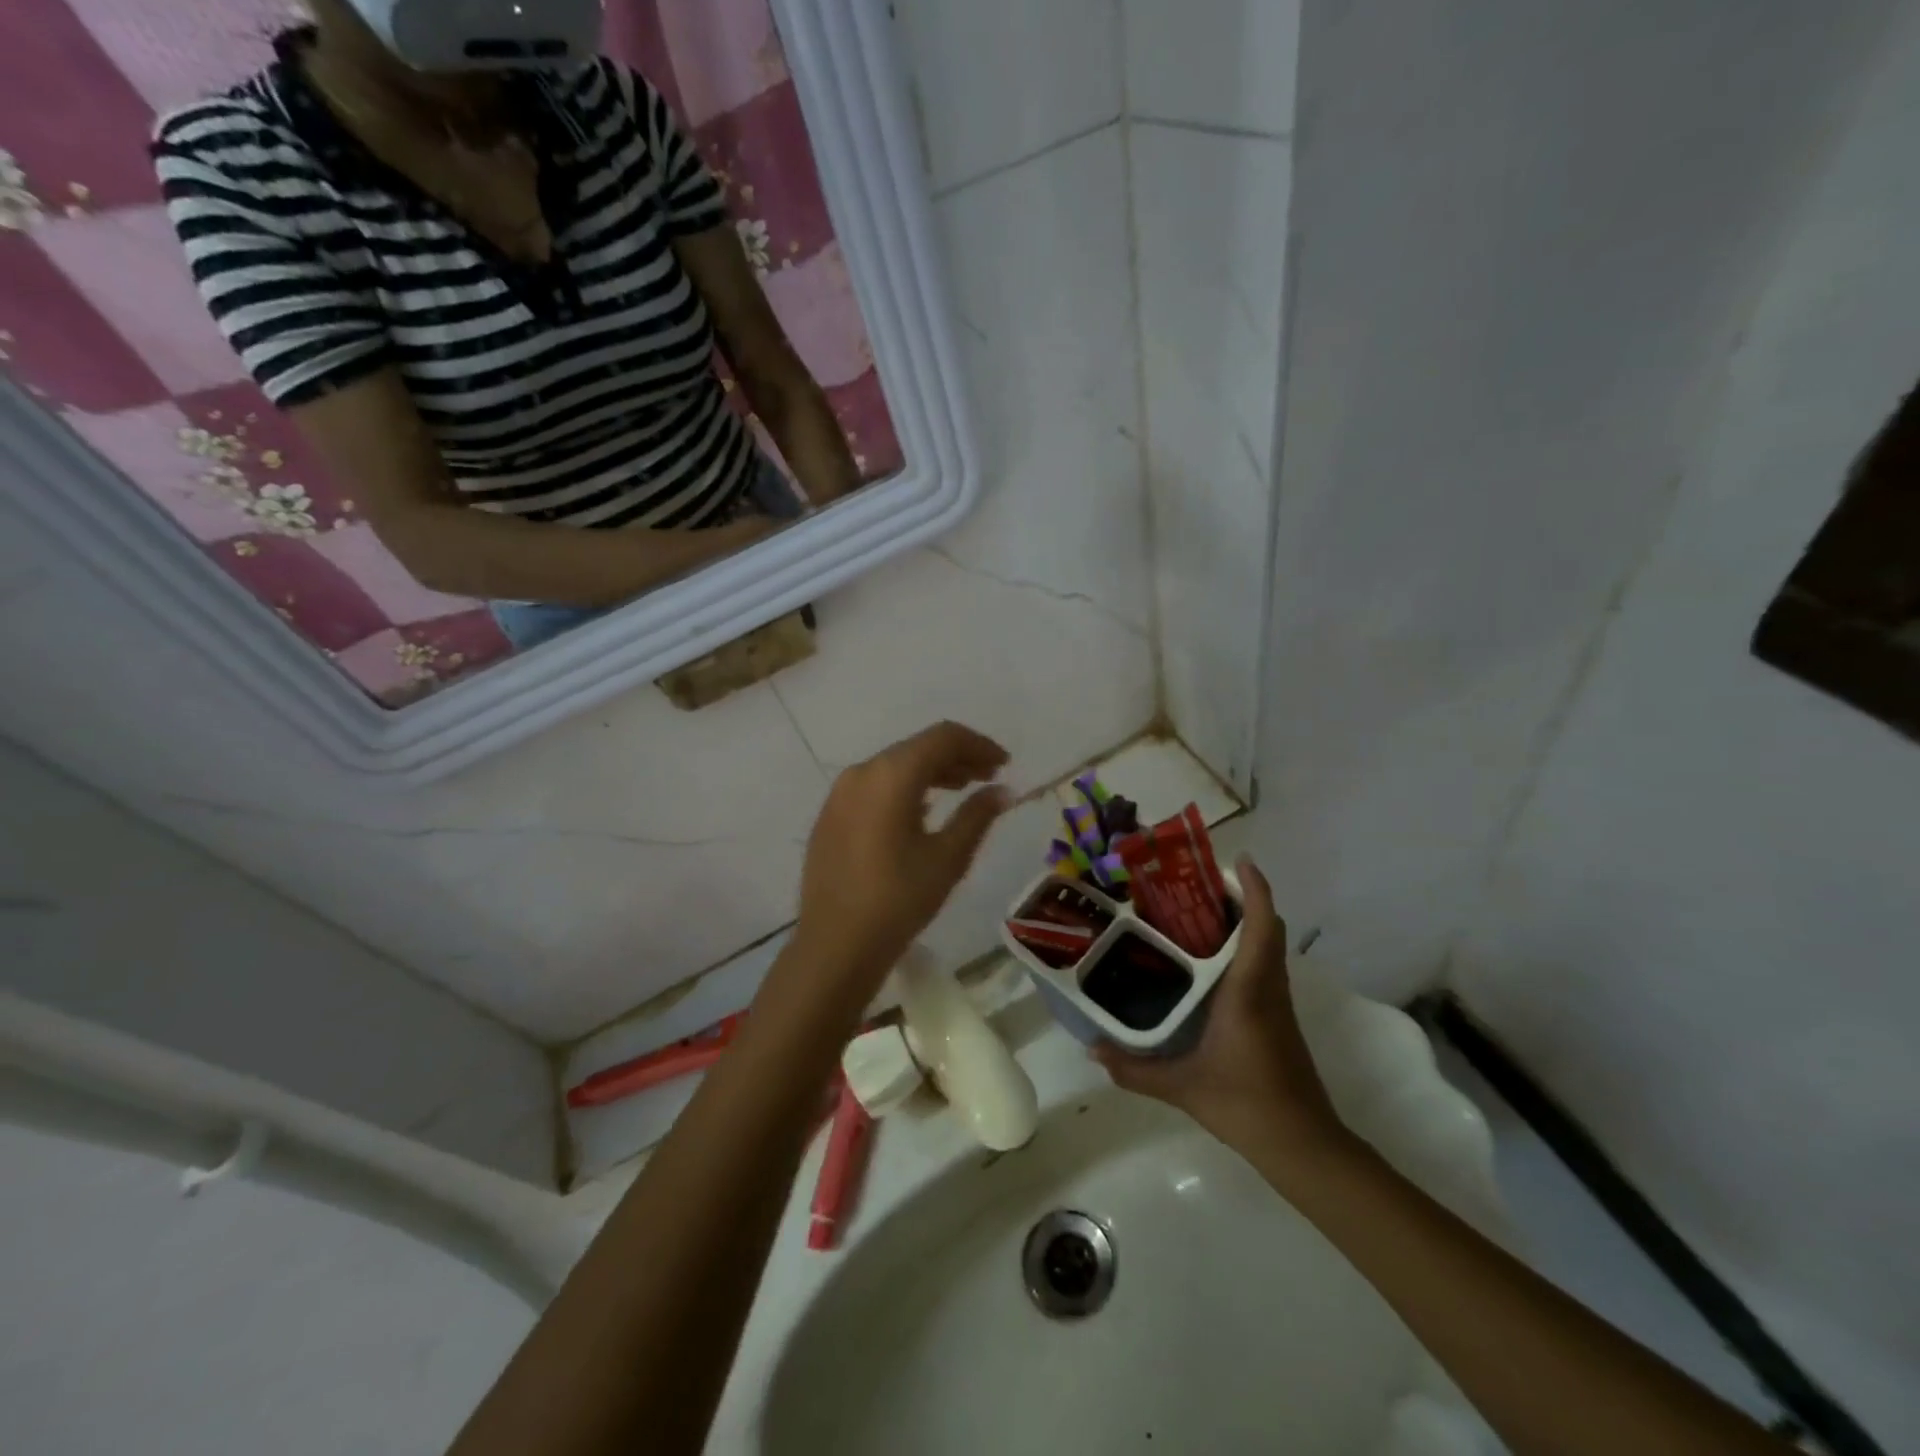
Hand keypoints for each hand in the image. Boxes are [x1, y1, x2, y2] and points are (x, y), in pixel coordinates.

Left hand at [792, 721, 1011, 990]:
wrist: (835, 945)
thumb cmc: (899, 899)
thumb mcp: (948, 857)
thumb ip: (978, 815)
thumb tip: (1003, 791)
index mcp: (891, 775)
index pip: (943, 737)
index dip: (979, 745)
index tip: (1005, 764)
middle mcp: (862, 772)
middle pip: (917, 748)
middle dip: (957, 757)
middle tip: (988, 777)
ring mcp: (840, 793)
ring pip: (894, 766)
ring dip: (931, 771)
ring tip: (962, 789)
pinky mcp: (830, 816)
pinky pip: (874, 786)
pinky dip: (905, 788)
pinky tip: (923, 810)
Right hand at [1095, 857, 1344, 1158]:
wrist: (1303, 1145)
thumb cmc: (1245, 1104)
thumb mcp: (1182, 1086)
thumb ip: (1135, 1069)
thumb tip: (1093, 1049)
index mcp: (1248, 991)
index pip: (1260, 927)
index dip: (1254, 889)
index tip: (1238, 861)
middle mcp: (1268, 989)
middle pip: (1268, 928)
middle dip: (1243, 899)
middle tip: (1200, 887)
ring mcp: (1278, 1004)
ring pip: (1269, 947)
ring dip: (1246, 923)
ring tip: (1198, 916)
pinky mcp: (1279, 1019)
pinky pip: (1265, 967)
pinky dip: (1245, 949)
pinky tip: (1210, 965)